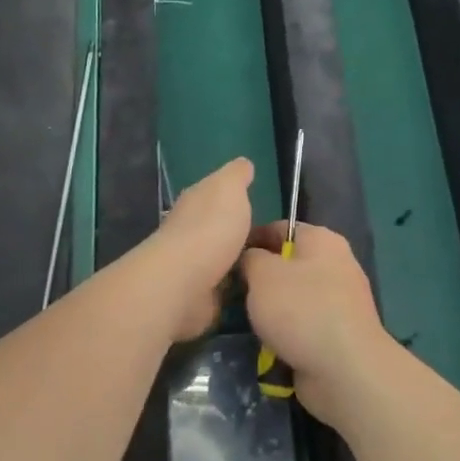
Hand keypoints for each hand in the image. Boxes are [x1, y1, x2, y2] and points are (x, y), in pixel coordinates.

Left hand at [147, 157, 254, 342]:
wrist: (184, 281)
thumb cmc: (210, 228)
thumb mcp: (229, 188)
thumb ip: (236, 175)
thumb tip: (243, 163)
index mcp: (196, 202)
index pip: (216, 195)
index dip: (236, 197)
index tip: (259, 203)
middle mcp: (191, 231)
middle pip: (220, 228)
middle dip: (240, 233)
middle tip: (275, 241)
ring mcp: (194, 266)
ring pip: (224, 259)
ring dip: (240, 262)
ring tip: (271, 266)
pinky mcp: (200, 296)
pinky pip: (225, 289)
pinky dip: (237, 289)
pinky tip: (257, 289)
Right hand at [240, 221, 393, 425]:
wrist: (346, 371)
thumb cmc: (302, 311)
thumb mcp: (262, 274)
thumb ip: (250, 258)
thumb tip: (249, 259)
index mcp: (322, 240)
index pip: (279, 228)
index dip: (250, 239)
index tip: (225, 259)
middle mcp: (335, 265)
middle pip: (286, 264)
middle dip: (259, 279)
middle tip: (231, 293)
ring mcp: (339, 302)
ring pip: (293, 297)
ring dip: (270, 310)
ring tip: (245, 321)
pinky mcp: (338, 333)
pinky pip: (303, 325)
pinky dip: (286, 334)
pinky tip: (267, 344)